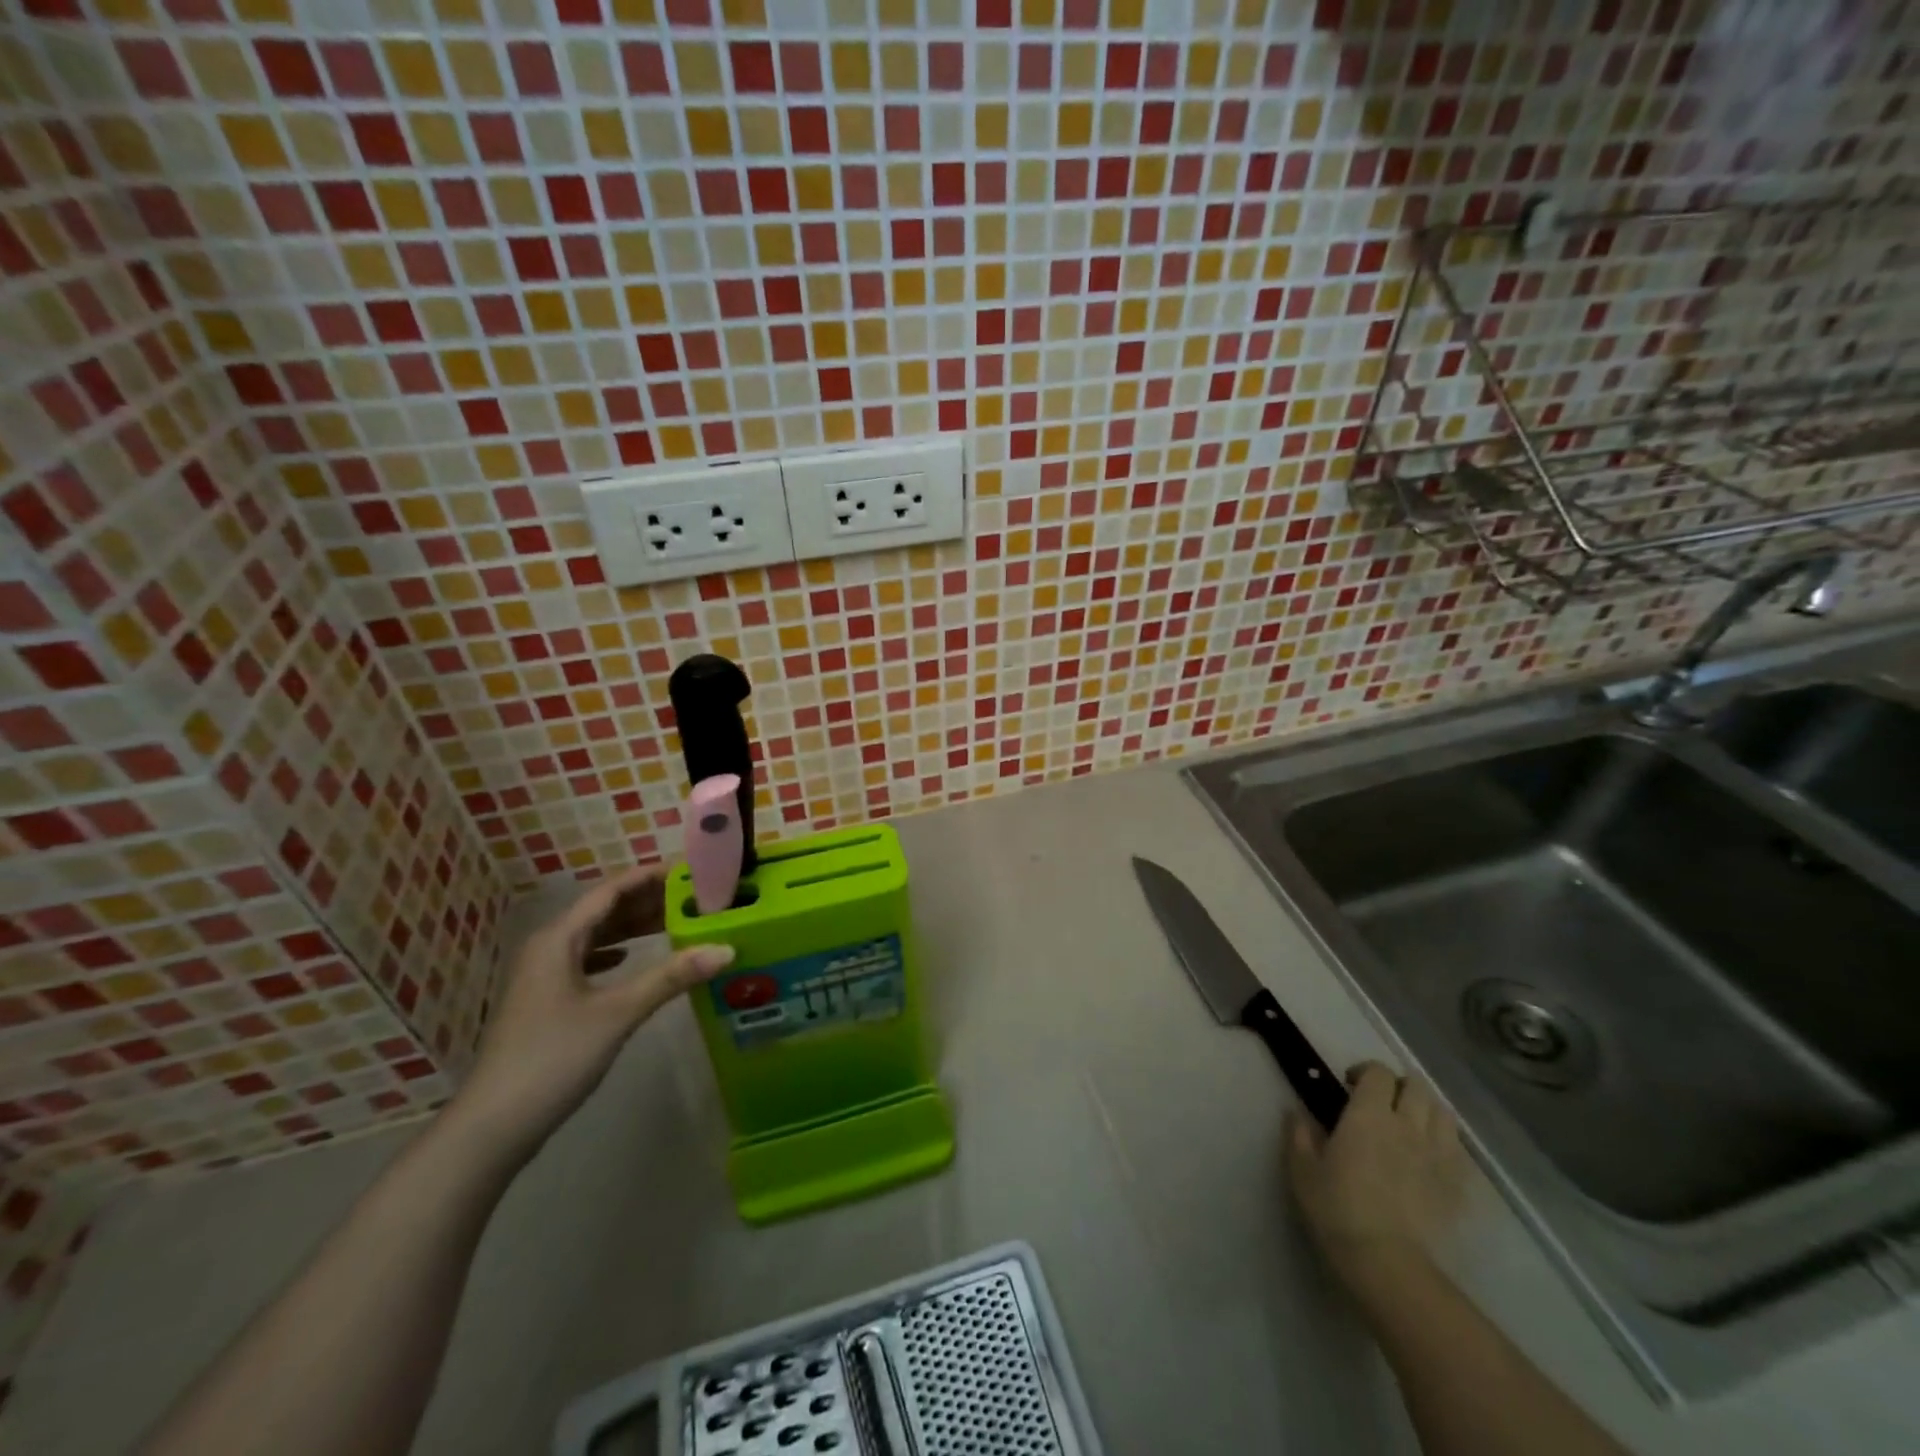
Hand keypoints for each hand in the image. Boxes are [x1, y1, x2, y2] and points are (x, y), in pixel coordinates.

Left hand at [450, 865, 733, 1159]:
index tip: (689, 870)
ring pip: (595, 936)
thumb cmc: (554, 1057)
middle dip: (646, 900)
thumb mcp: (619, 1012)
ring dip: (632, 926)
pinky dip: (614, 952)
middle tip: (693, 895)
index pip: (610, 891)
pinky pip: (587, 960)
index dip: (649, 876)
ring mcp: (544, 976)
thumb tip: (726, 948)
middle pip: (603, 910)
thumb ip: (672, 977)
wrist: (494, 1125)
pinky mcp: (547, 1001)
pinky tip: (630, 957)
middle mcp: (549, 948)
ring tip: (675, 920)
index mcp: (559, 939)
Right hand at [1285, 1062, 1465, 1302]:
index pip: (1378, 1072)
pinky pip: (1459, 1150)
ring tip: (1410, 1125)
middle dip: (1399, 1085)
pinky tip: (1430, 1159)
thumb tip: (1294, 1111)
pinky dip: (1445, 1143)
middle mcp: (1408, 1125)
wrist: (1390, 1265)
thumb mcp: (1302, 1170)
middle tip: (1381, 1103)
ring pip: (1443, 1113)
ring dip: (1426, 1110)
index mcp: (1368, 1114)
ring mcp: (1440, 1155)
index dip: (1364, 1071)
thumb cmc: (1338, 1211)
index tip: (1349, 1086)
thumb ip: (1298, 1134)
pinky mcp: (1459, 1186)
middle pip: (1416, 1085)